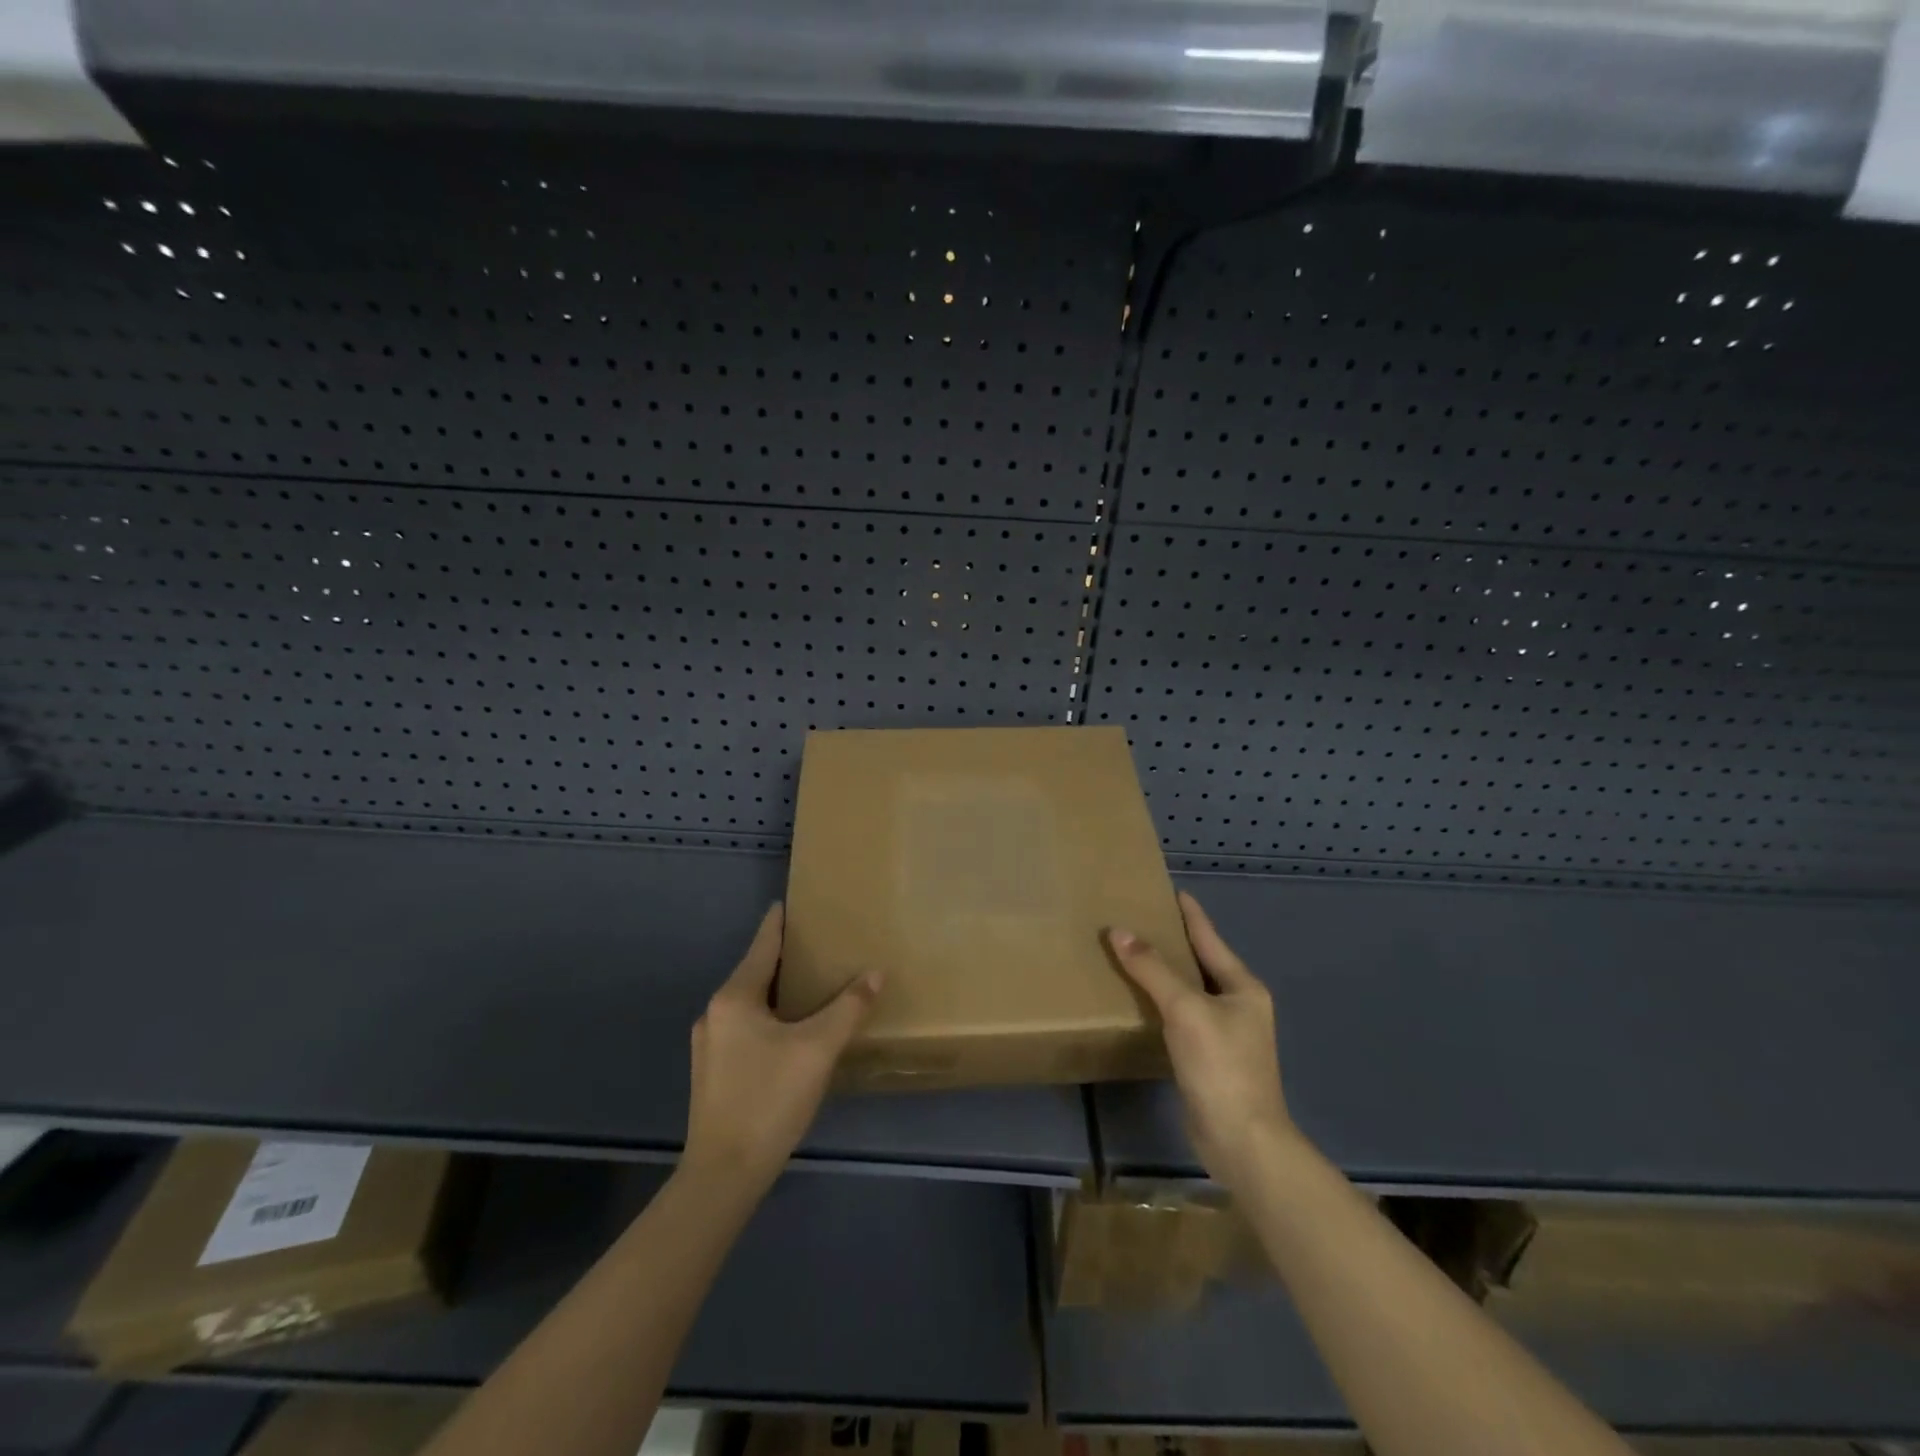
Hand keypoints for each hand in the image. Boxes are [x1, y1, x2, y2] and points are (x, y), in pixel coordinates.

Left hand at [683, 903, 881, 1190]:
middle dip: (786, 959)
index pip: (763, 945)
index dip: (779, 921)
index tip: (791, 901)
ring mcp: (709, 1045)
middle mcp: (715, 1013)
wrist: (723, 1175)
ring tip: (812, 988)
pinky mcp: (712, 1073)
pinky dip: (769, 1018)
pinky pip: (745, 1028)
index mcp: (735, 997)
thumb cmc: (769, 1099)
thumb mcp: (818, 1049)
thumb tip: (875, 973)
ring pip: (750, 1003)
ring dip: (778, 991)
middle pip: (756, 972)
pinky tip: (791, 1034)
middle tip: (820, 947)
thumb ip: (848, 1007)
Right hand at [1106, 891, 1293, 1189]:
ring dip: (1165, 975)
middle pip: (1201, 963)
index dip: (1191, 914)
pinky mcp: (1210, 1059)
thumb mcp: (1185, 1009)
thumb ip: (1152, 969)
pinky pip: (1182, 1018)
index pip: (1210, 938)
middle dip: (1174, 942)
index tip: (1172, 890)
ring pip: (1190, 992)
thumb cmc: (1220, 1066)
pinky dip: (1162, 1005)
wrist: (1241, 1140)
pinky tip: (1140, 1002)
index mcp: (1243, 987)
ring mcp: (1227, 1035)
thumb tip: (1119, 931)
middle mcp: (1239, 1006)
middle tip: (1141, 920)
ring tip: (1134, 955)